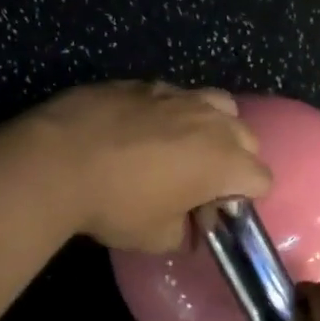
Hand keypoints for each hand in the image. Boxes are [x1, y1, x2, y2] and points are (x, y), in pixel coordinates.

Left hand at [27, 81, 272, 251]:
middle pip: (247, 138)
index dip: (244, 200)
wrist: (57, 160)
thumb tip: (186, 231)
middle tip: (201, 184)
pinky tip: (142, 131)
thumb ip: (182, 234)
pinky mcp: (144, 83)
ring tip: (182, 147)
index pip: (262, 179)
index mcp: (225, 161)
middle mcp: (211, 121)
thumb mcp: (155, 237)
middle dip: (235, 161)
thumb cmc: (116, 205)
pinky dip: (172, 113)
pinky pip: (175, 96)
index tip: (214, 213)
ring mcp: (178, 95)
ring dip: (211, 128)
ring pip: (217, 105)